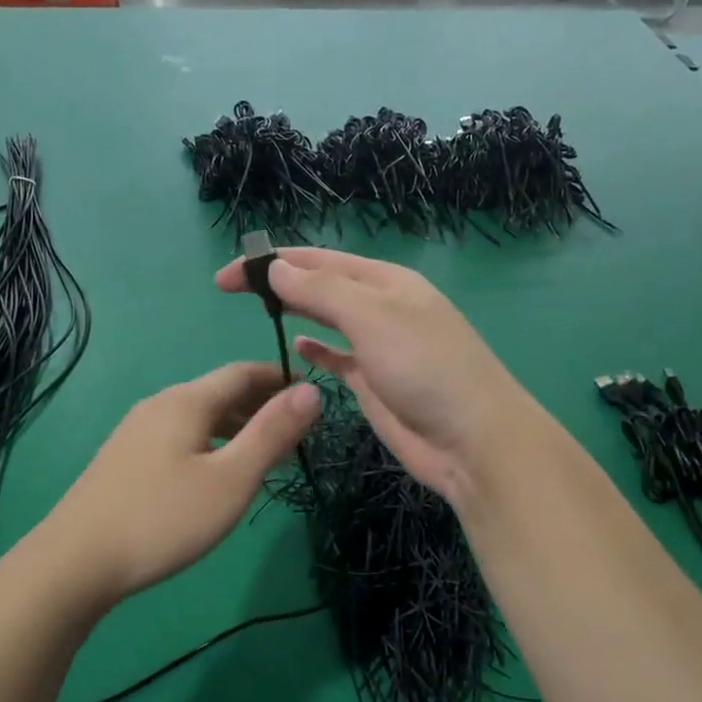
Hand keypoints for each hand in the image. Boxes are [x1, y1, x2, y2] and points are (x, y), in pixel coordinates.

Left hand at [43, 363, 319, 603]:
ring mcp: (136, 432)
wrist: (75, 562)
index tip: (311, 396)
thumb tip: (312, 390)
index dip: (280, 379)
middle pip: (219, 392)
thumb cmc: (163, 519)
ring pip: (198, 416)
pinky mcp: (124, 459)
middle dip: (260, 404)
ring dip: (236, 426)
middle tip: (296, 431)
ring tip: (263, 453)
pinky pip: (179, 436)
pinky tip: (214, 472)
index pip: (243, 372)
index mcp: (187, 401)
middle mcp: (160, 405)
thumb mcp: (231, 479)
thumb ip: (272, 433)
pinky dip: (210, 442)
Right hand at [215, 248, 536, 502]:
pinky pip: (339, 357)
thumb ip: (322, 291)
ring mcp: (380, 346)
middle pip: (322, 286)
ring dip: (297, 310)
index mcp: (386, 281)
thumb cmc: (425, 368)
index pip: (320, 261)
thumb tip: (277, 268)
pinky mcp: (375, 383)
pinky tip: (297, 345)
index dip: (274, 261)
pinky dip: (318, 349)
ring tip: (260, 309)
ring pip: (329, 319)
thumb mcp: (372, 317)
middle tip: (229, 288)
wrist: (472, 440)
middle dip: (280, 283)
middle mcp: (382, 307)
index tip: (229, 273)